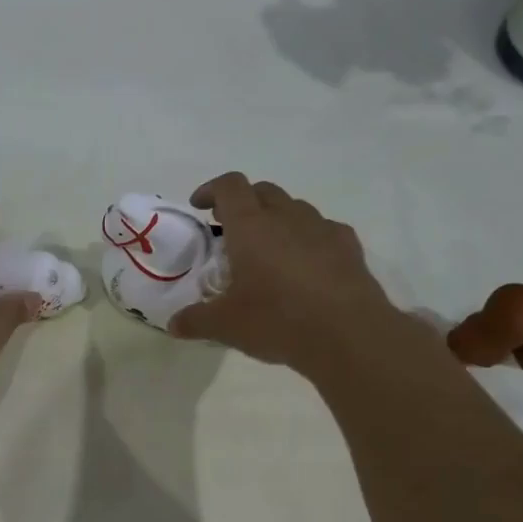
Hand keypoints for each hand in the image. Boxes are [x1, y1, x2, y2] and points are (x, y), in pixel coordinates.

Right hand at [171, 173, 403, 377]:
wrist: (347, 334)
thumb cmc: (276, 321)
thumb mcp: (225, 326)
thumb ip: (196, 320)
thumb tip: (174, 324)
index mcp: (251, 227)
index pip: (229, 187)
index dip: (211, 189)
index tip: (200, 205)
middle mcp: (286, 217)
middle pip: (262, 191)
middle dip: (243, 202)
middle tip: (229, 227)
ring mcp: (322, 228)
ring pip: (294, 208)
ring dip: (276, 218)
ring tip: (267, 248)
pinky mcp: (348, 246)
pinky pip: (322, 230)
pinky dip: (307, 238)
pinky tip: (305, 265)